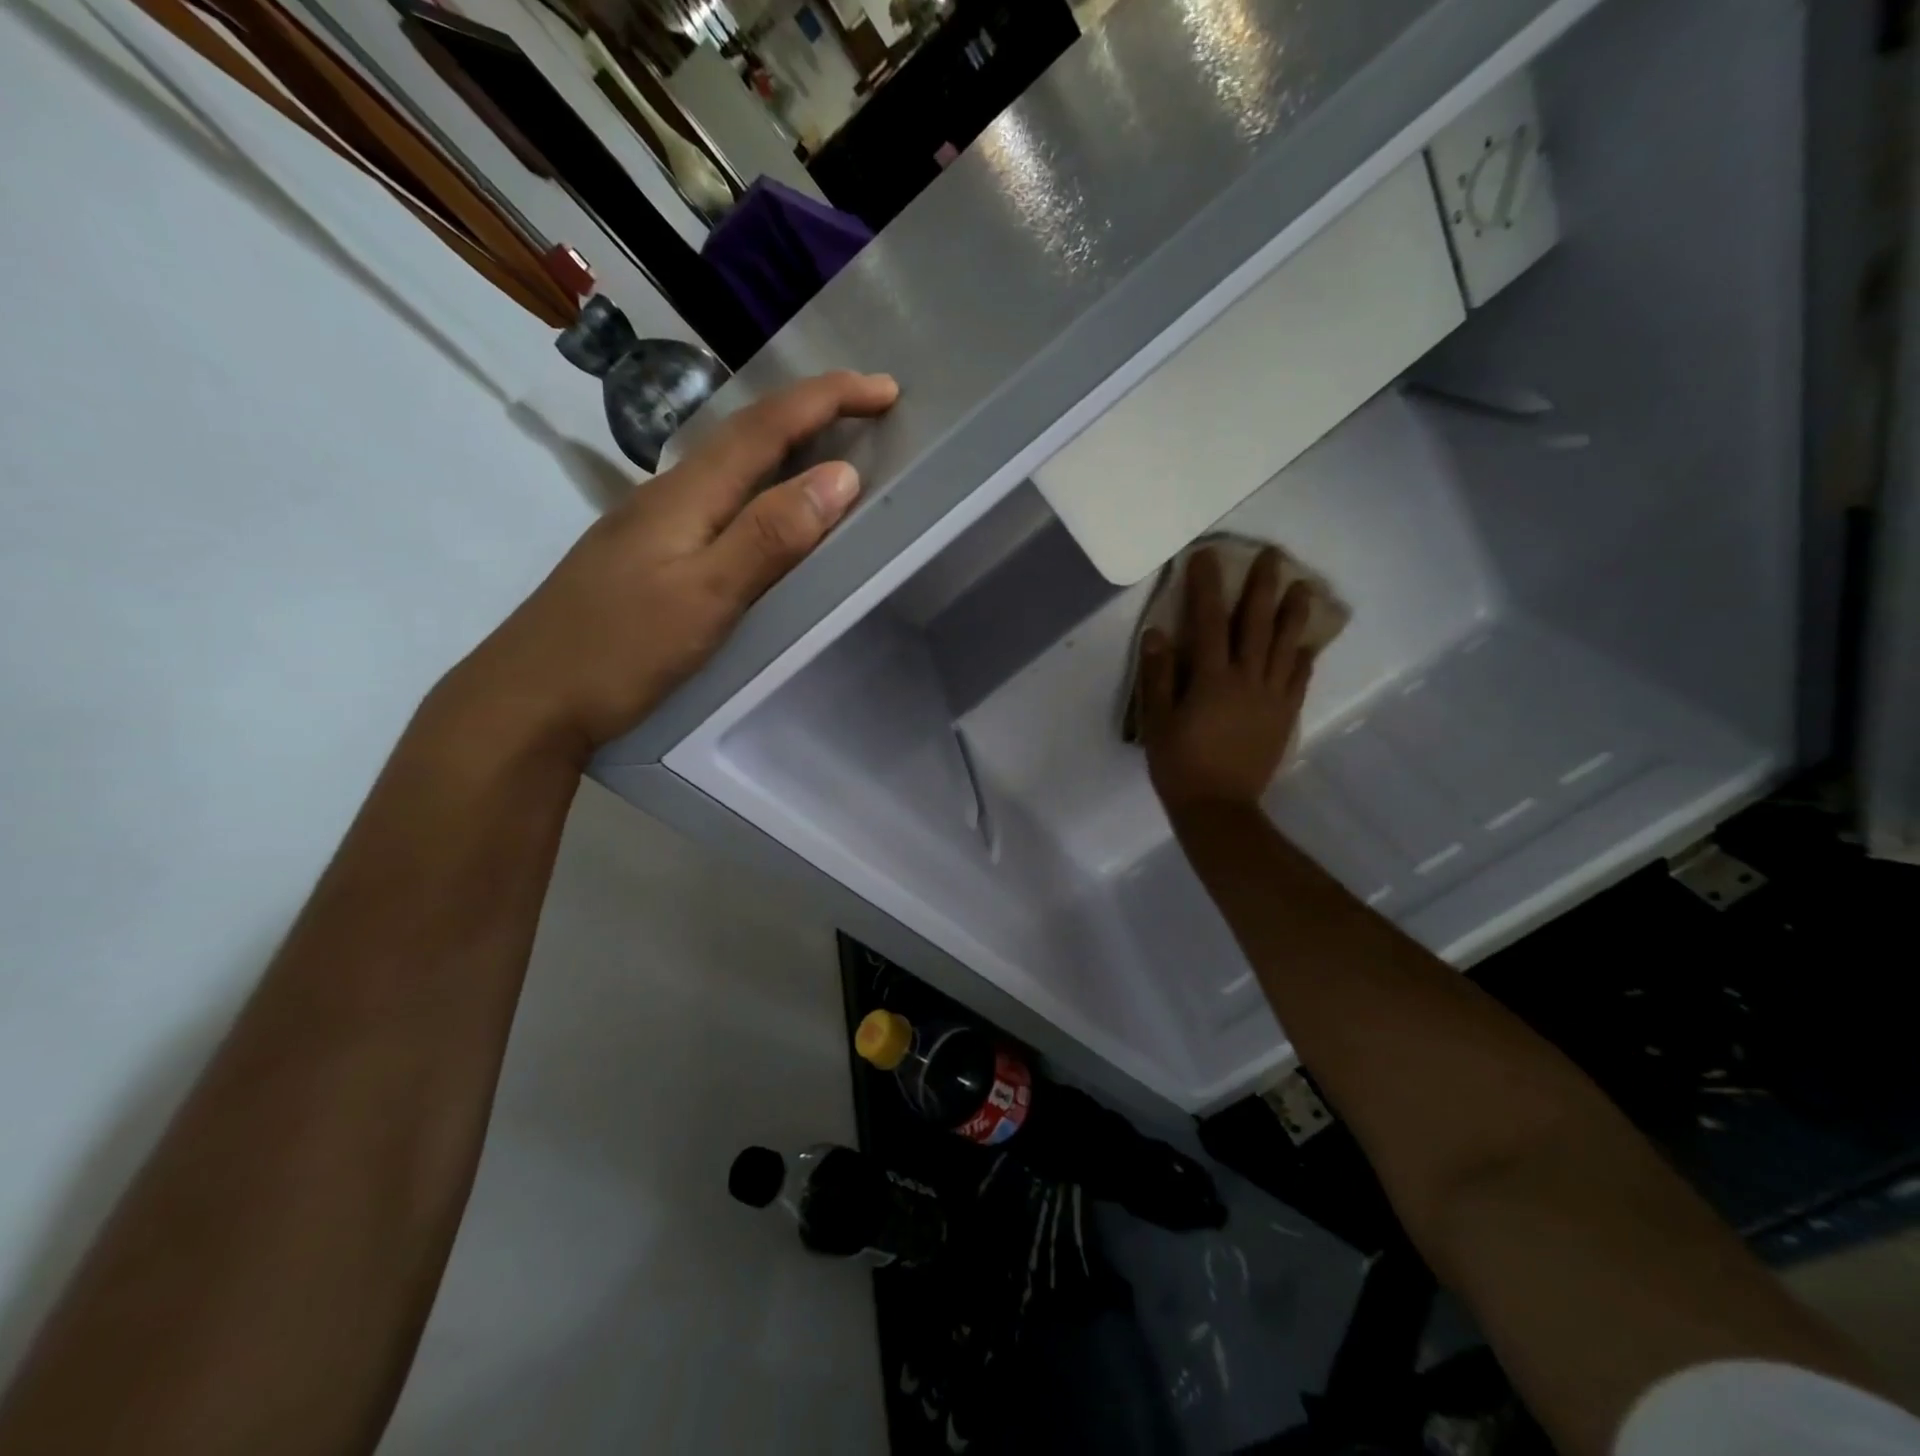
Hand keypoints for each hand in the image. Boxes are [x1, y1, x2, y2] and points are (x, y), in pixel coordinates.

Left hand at [443, 369, 899, 761]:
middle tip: (868, 411)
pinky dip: (758, 491)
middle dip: (812, 414)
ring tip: (830, 452)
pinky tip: (765, 514)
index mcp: (685, 495)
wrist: (528, 700)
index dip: (828, 400)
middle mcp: (666, 496)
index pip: (767, 427)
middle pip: (746, 436)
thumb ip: (770, 536)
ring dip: (784, 448)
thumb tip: (840, 476)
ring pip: (728, 469)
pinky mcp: (646, 558)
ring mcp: (651, 527)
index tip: (887, 389)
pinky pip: (717, 504)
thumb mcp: (706, 596)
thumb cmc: (618, 651)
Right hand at [1137, 546, 1317, 813]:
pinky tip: (1305, 643)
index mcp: (1211, 678)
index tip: (1207, 556)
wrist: (1218, 808)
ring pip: (1285, 645)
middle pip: (1256, 623)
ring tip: (1303, 587)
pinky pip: (1298, 679)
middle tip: (1272, 556)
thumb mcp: (1157, 720)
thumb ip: (1158, 675)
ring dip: (1293, 613)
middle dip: (1262, 586)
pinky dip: (1301, 657)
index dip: (1206, 586)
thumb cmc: (1179, 764)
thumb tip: (1157, 632)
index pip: (1209, 621)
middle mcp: (1246, 678)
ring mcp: (1271, 696)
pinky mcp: (1284, 715)